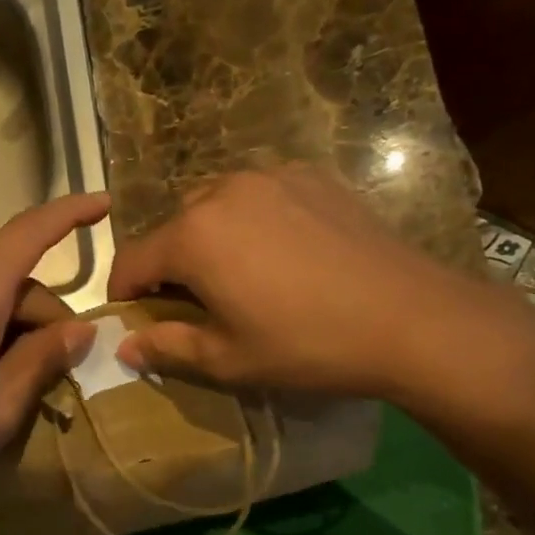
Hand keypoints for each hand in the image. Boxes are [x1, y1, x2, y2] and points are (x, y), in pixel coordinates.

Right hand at [108, 166, 534, 406]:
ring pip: (215, 205)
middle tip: (196, 303)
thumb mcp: (228, 358)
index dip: (124, 292)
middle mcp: (223, 191)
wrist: (410, 318)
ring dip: (210, 237)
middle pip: (173, 227)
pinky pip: (260, 194)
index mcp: (193, 235)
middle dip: (170, 264)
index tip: (134, 317)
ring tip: (241, 274)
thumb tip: (124, 346)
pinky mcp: (312, 176)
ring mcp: (271, 176)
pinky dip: (253, 220)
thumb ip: (166, 346)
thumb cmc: (306, 345)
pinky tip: (283, 253)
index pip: (133, 259)